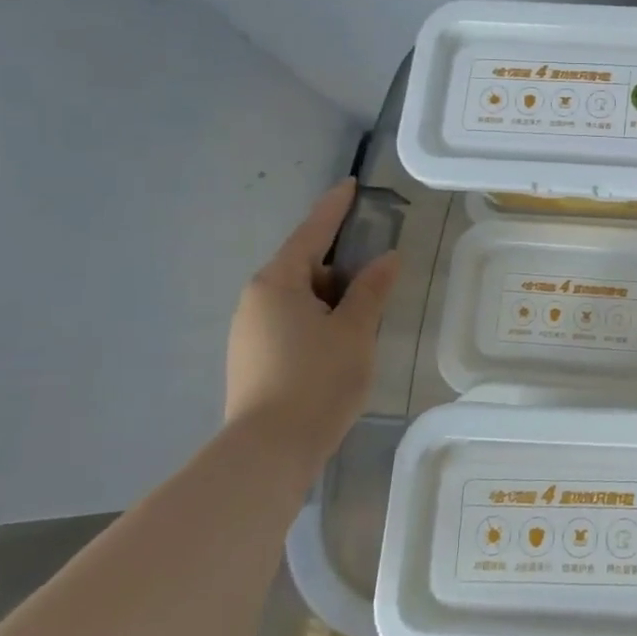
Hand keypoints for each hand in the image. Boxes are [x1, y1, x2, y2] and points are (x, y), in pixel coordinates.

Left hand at [225, 179, 401, 469]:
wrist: (269, 450)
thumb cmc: (317, 378)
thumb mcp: (356, 329)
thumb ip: (372, 289)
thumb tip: (386, 259)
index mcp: (277, 283)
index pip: (312, 233)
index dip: (334, 208)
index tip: (350, 185)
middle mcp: (255, 300)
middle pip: (304, 265)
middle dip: (341, 262)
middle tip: (378, 266)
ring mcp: (250, 331)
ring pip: (299, 297)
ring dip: (333, 294)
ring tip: (367, 309)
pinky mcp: (254, 357)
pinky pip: (292, 320)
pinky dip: (320, 317)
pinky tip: (343, 338)